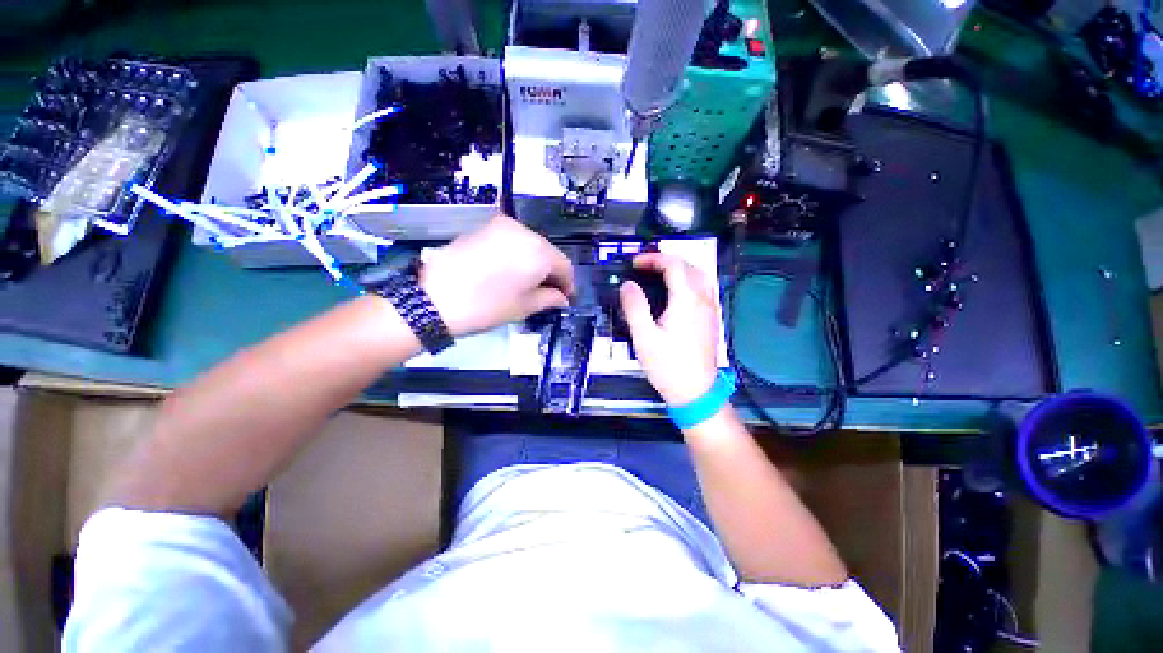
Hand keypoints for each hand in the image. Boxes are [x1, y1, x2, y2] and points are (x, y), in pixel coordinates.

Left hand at [420, 215, 574, 335]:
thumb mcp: (525, 307)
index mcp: (538, 251)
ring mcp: (501, 226)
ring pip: (530, 245)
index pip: (564, 265)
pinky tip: (510, 272)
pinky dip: (517, 255)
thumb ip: (550, 299)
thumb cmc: (487, 306)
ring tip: (528, 283)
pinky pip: (511, 241)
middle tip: (549, 293)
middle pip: (547, 252)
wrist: (434, 299)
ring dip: (534, 263)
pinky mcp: (484, 228)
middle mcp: (523, 231)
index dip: (568, 284)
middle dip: (551, 273)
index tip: (566, 298)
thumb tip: (562, 298)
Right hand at [619, 253, 719, 405]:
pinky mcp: (711, 319)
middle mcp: (703, 300)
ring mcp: (710, 309)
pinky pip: (703, 289)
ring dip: (679, 268)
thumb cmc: (668, 365)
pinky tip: (676, 293)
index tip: (634, 264)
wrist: (696, 392)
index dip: (653, 258)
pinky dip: (688, 280)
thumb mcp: (644, 337)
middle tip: (644, 267)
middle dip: (665, 260)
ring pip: (699, 276)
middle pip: (689, 266)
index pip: (674, 265)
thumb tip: (628, 284)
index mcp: (687, 300)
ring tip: (659, 274)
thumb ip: (635, 307)